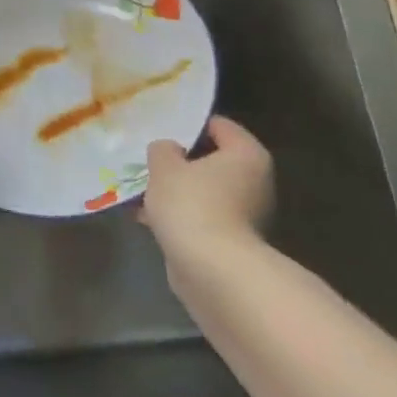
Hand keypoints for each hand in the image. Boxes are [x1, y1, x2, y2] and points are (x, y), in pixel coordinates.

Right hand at [139, 116, 274, 292]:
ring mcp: (247, 214)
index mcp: (247, 154)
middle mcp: (255, 181)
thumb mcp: (164, 165)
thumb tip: (169, 151)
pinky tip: (148, 219)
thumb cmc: (192, 205)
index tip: (160, 131)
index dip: (187, 125)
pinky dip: (180, 216)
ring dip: (176, 191)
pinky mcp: (233, 242)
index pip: (218, 125)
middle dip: (179, 162)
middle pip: (211, 160)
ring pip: (204, 191)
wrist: (213, 271)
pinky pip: (201, 216)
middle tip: (149, 161)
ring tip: (141, 192)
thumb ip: (163, 149)